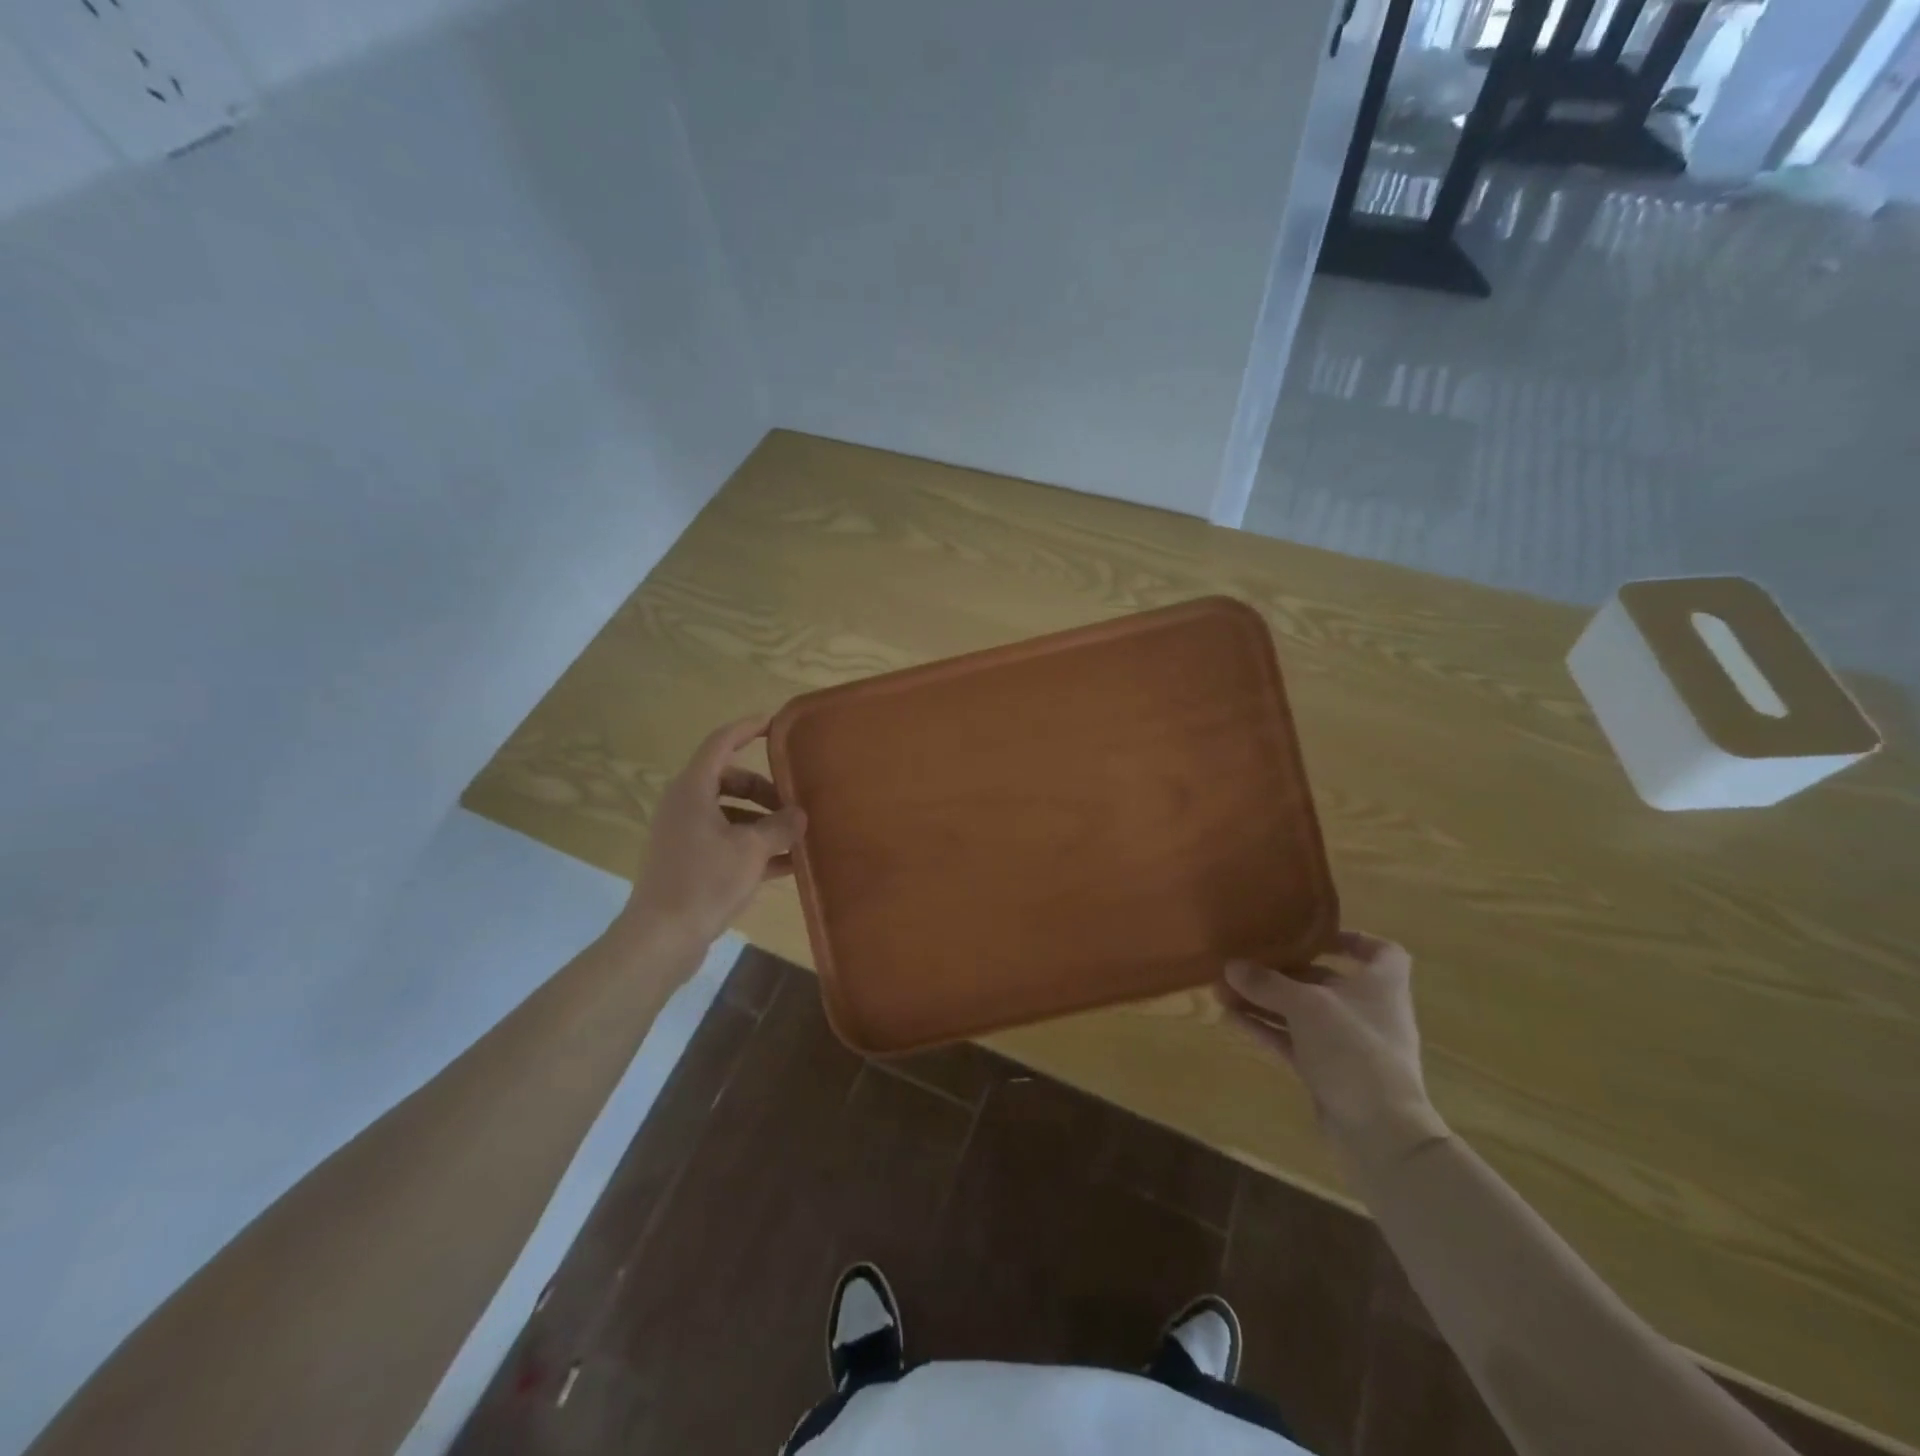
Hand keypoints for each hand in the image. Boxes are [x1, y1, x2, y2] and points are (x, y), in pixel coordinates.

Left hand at [618, 715, 806, 954]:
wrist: (661, 938)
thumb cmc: (705, 881)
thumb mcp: (752, 850)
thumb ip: (780, 827)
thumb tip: (799, 814)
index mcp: (693, 790)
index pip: (721, 743)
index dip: (747, 729)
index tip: (775, 723)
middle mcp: (684, 806)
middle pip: (729, 780)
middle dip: (764, 789)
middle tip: (794, 802)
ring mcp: (684, 836)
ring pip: (729, 814)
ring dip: (762, 821)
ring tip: (796, 836)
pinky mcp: (688, 863)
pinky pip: (726, 842)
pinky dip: (752, 847)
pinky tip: (785, 865)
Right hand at [1221, 931, 1446, 1168]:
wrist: (1380, 1133)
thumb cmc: (1354, 1050)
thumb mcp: (1306, 1006)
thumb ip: (1267, 984)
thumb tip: (1230, 965)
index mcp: (1381, 985)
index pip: (1381, 951)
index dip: (1352, 939)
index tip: (1314, 935)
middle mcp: (1367, 1010)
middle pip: (1326, 980)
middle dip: (1284, 971)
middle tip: (1245, 962)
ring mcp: (1347, 1044)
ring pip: (1302, 1012)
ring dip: (1265, 1000)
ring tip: (1223, 990)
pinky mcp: (1328, 1071)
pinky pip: (1292, 1040)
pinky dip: (1265, 1028)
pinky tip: (1231, 1019)